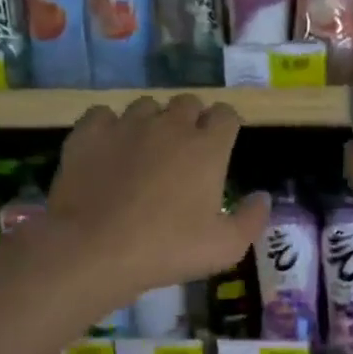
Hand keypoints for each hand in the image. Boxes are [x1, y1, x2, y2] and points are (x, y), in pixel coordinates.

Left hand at [49, 95, 268, 294]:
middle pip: (188, 103)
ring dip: (153, 121)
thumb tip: (263, 196)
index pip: (226, 114)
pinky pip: (104, 114)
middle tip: (185, 151)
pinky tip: (109, 150)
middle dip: (192, 120)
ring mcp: (127, 125)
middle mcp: (170, 125)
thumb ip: (252, 219)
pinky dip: (110, 127)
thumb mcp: (226, 248)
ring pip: (146, 105)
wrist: (95, 250)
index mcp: (207, 147)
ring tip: (146, 150)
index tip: (223, 144)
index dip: (227, 126)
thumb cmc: (168, 249)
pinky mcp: (89, 133)